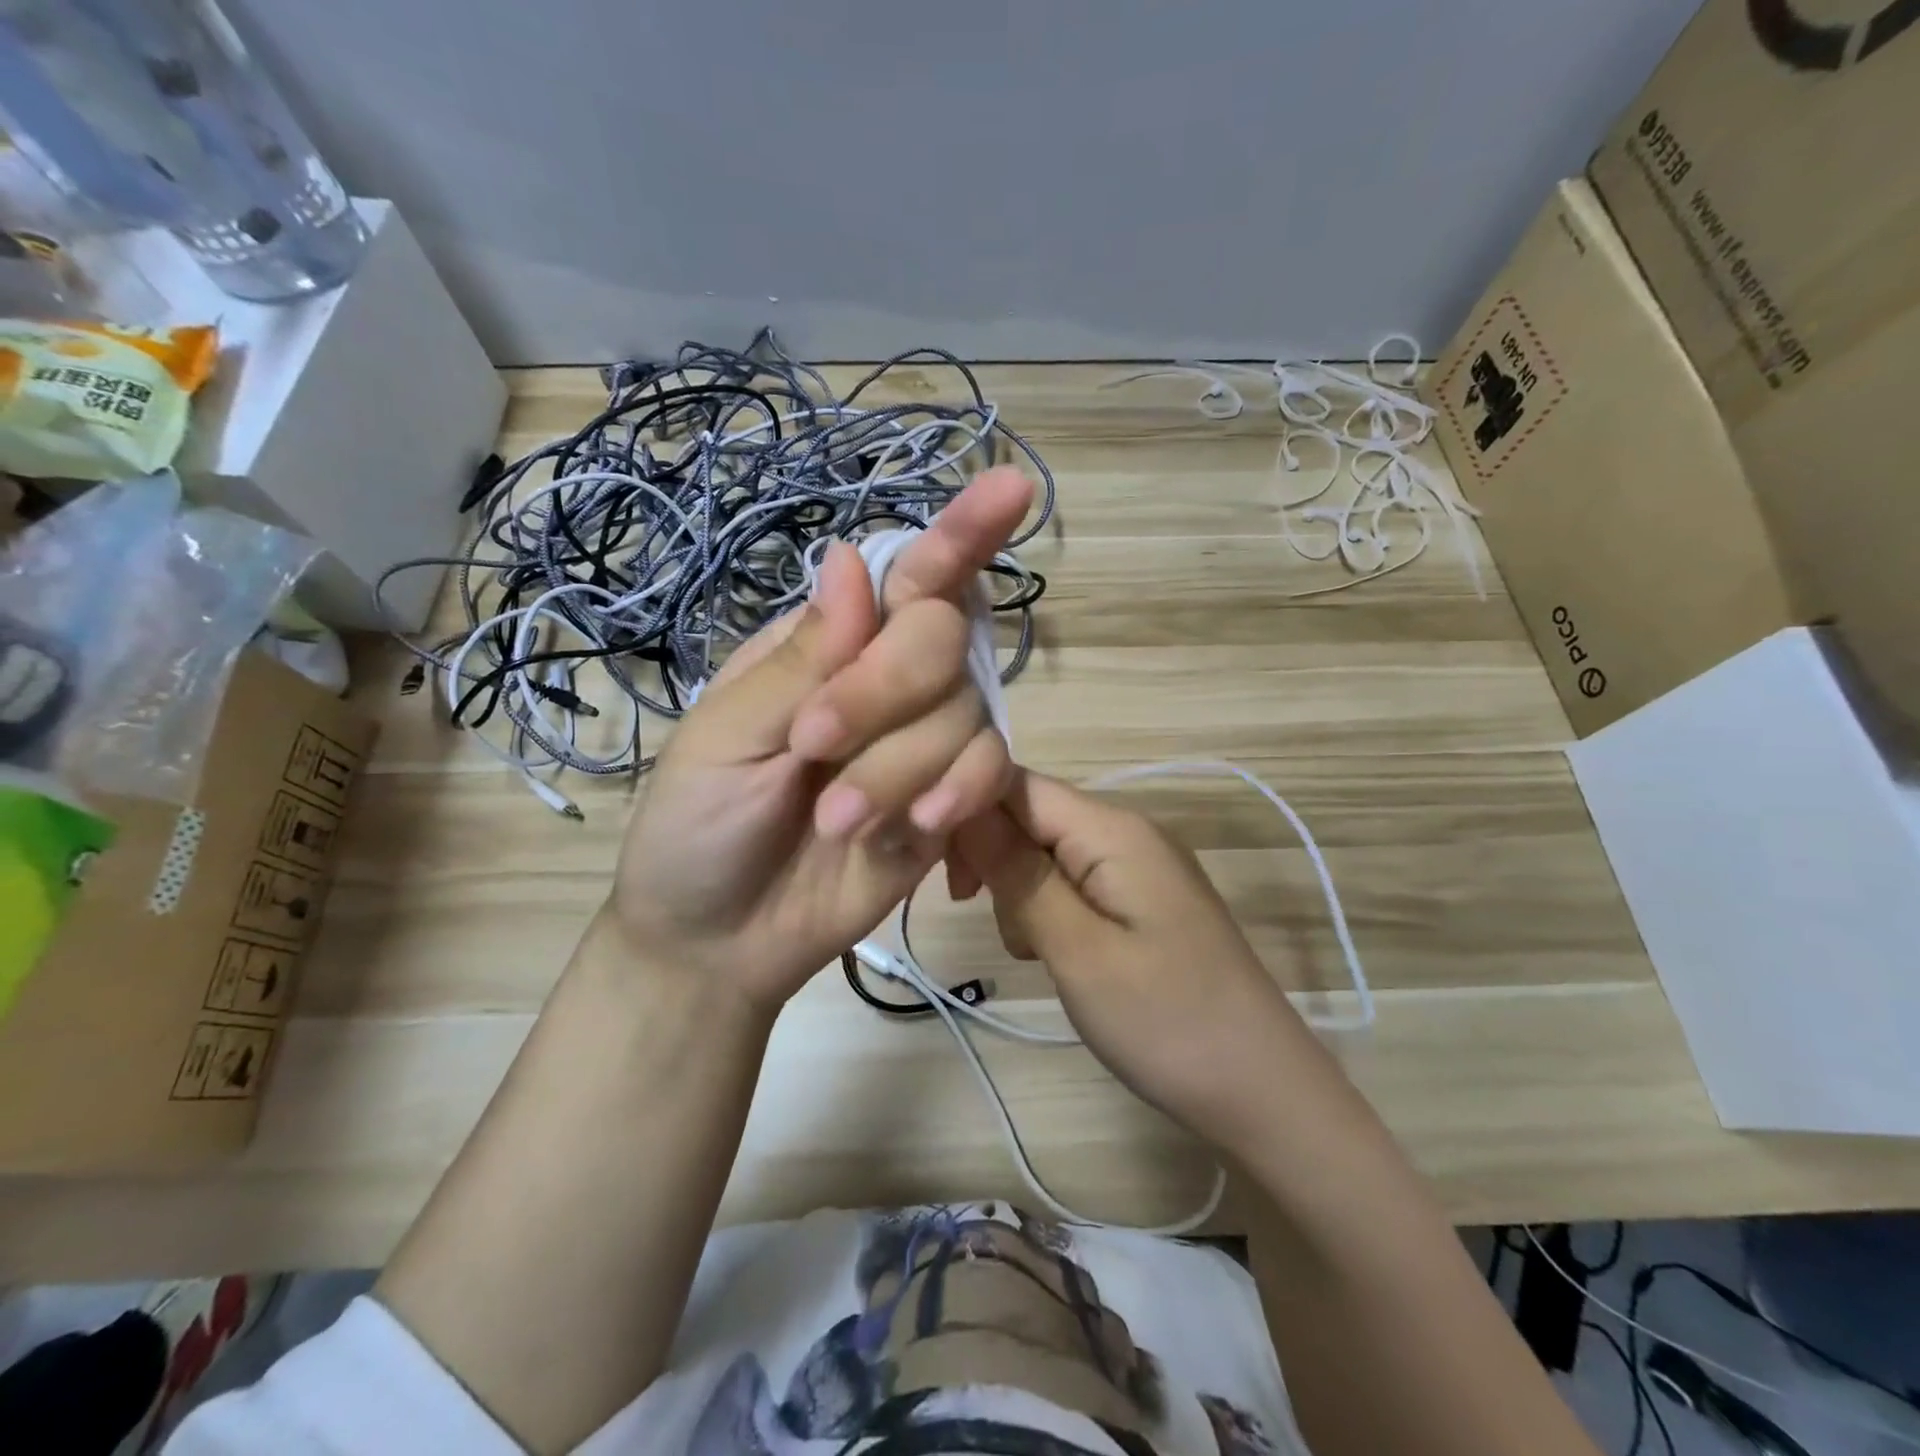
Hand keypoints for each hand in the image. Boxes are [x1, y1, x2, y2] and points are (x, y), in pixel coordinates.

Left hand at [602, 468, 1031, 1012]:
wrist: (719, 942)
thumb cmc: (695, 830)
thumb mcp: (723, 740)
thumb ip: (799, 661)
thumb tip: (851, 559)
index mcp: (823, 649)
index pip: (902, 578)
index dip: (957, 534)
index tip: (1009, 489)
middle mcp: (885, 684)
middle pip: (940, 636)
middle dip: (886, 689)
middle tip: (814, 745)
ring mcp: (922, 744)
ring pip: (965, 712)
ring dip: (901, 765)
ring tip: (836, 822)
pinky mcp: (948, 803)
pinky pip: (989, 772)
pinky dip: (962, 791)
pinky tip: (919, 826)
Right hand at [951, 769, 1309, 1155]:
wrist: (1262, 1092)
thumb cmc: (1165, 1020)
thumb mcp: (1077, 948)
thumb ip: (1018, 873)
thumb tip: (964, 808)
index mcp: (1112, 828)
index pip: (1017, 783)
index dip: (966, 809)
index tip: (932, 864)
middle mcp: (1126, 832)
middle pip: (1030, 816)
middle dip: (993, 858)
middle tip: (977, 913)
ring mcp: (1138, 867)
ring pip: (1047, 853)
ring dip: (1019, 892)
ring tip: (1032, 951)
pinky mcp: (1141, 901)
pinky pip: (1074, 884)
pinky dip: (1049, 912)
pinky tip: (1054, 955)